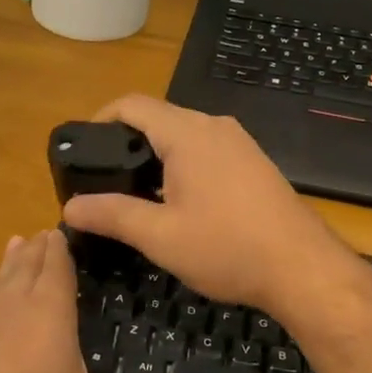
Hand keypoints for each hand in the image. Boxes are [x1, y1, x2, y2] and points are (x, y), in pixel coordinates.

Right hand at [60, 94, 356, 316]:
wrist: (302, 268)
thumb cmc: (227, 248)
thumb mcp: (160, 236)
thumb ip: (111, 215)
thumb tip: (69, 208)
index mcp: (188, 133)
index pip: (132, 105)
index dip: (100, 119)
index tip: (83, 150)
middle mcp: (215, 126)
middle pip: (158, 118)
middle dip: (126, 144)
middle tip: (103, 180)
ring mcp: (240, 143)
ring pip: (184, 136)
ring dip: (156, 157)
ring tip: (135, 196)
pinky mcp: (254, 162)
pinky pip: (207, 150)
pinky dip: (183, 165)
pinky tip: (179, 203)